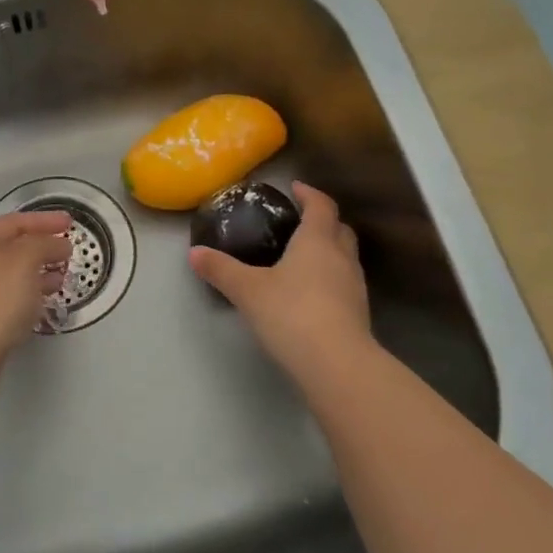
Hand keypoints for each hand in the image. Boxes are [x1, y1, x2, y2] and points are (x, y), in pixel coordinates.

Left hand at [0, 210, 72, 397]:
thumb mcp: (25, 260)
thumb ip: (45, 245)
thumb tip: (59, 244)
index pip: (16, 222)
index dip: (44, 220)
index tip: (70, 222)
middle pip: (13, 248)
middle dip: (42, 247)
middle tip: (68, 253)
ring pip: (12, 276)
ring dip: (38, 273)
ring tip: (62, 279)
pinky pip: (10, 300)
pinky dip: (29, 296)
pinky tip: (42, 305)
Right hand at [187, 182, 374, 376]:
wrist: (337, 364)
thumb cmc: (291, 314)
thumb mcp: (247, 290)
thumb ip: (221, 269)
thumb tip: (194, 252)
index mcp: (317, 240)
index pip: (321, 205)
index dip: (309, 194)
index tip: (295, 188)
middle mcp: (341, 257)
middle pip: (340, 228)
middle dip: (323, 221)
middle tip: (300, 222)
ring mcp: (355, 286)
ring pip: (346, 256)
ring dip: (329, 250)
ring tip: (303, 258)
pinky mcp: (358, 313)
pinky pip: (345, 283)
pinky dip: (331, 278)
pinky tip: (311, 294)